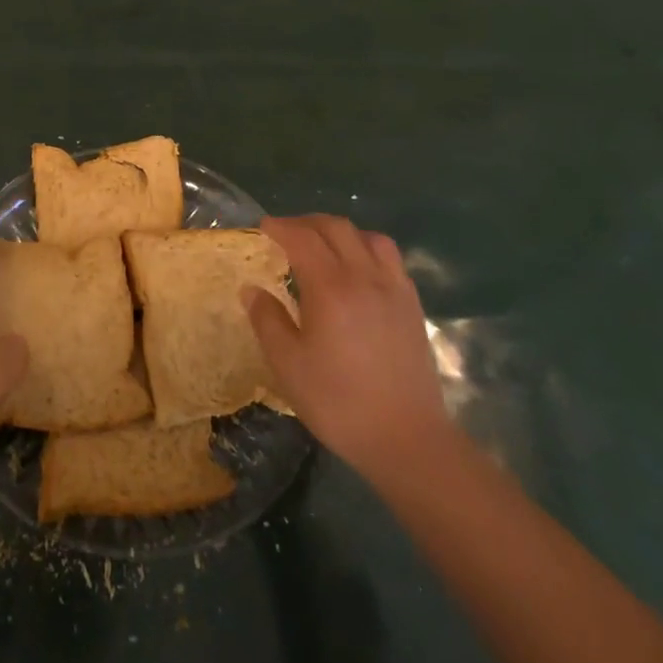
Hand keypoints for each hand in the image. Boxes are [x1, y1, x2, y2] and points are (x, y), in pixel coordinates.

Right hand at [247, 214, 452, 485]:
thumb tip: (251, 289)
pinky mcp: (411, 305)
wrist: (408, 440)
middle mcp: (364, 277)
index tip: (262, 227)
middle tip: (284, 232)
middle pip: (335, 228)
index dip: (280, 227)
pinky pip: (389, 257)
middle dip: (306, 222)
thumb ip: (267, 320)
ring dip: (339, 231)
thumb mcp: (288, 365)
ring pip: (367, 237)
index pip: (302, 238)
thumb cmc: (340, 403)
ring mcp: (393, 288)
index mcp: (330, 288)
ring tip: (322, 245)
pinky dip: (366, 248)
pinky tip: (356, 270)